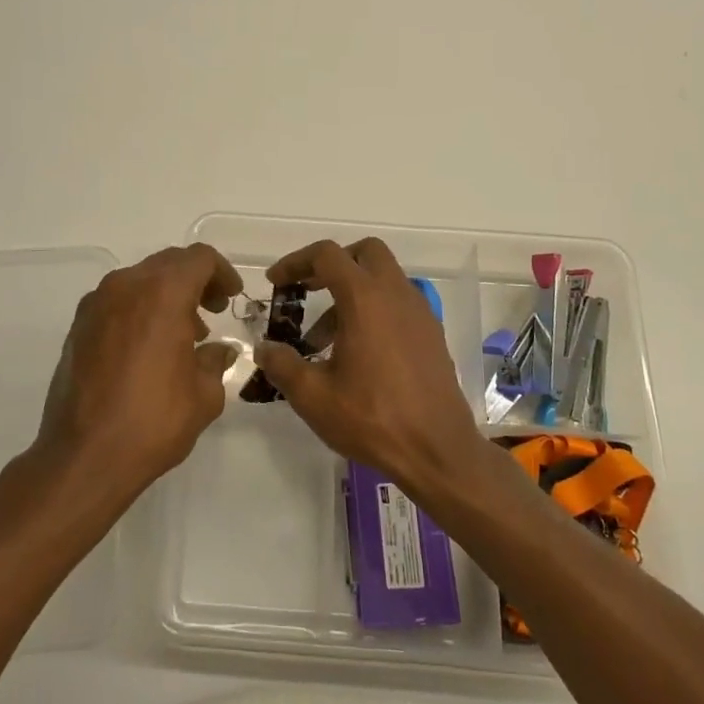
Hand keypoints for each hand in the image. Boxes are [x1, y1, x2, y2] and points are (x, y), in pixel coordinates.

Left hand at [33, 243, 243, 503]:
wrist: (83, 456)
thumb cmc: (153, 421)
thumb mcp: (204, 395)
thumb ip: (215, 362)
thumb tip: (218, 351)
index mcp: (162, 293)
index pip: (199, 258)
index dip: (221, 273)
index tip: (231, 298)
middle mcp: (126, 286)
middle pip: (168, 263)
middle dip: (194, 281)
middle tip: (212, 311)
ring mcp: (96, 304)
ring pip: (140, 280)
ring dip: (165, 296)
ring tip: (183, 334)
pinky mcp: (77, 326)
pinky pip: (117, 302)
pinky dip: (139, 310)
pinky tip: (149, 348)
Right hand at [253, 237, 488, 499]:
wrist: (439, 451)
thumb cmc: (373, 419)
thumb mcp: (313, 396)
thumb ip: (282, 365)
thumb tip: (264, 348)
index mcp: (365, 298)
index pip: (327, 255)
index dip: (296, 262)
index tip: (276, 282)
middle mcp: (396, 294)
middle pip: (365, 252)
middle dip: (333, 264)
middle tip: (308, 291)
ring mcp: (420, 312)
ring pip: (383, 278)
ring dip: (352, 292)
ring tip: (324, 340)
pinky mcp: (432, 333)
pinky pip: (398, 303)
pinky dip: (374, 310)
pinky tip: (358, 353)